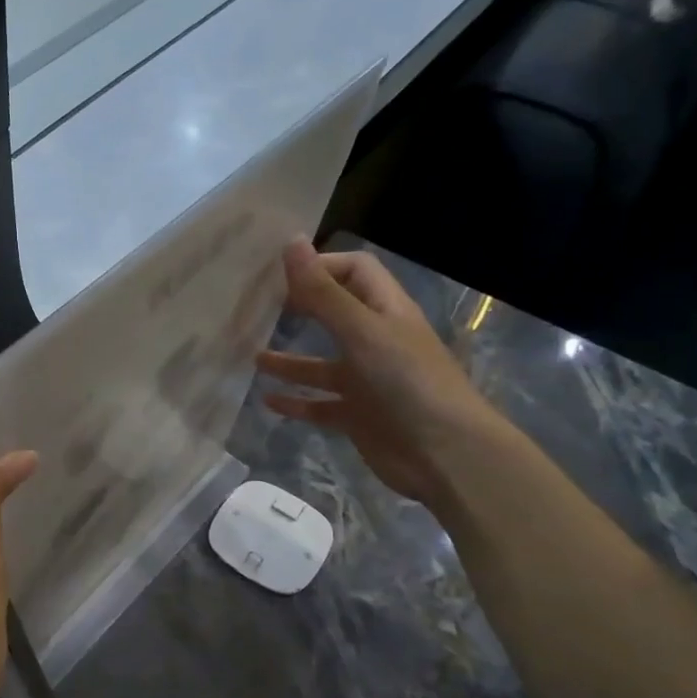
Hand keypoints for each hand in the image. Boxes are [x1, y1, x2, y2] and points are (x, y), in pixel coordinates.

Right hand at [257, 242, 506, 503]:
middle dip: (299, 309)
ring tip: (251, 357)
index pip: (354, 271)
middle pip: (334, 314)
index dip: (321, 266)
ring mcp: (367, 381)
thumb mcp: (360, 331)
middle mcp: (376, 342)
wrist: (445, 455)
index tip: (278, 274)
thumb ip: (322, 292)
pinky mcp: (358, 416)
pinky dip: (295, 402)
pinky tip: (267, 400)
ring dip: (289, 361)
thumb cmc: (406, 381)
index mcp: (385, 312)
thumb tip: (290, 242)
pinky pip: (320, 404)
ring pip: (321, 364)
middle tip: (257, 309)